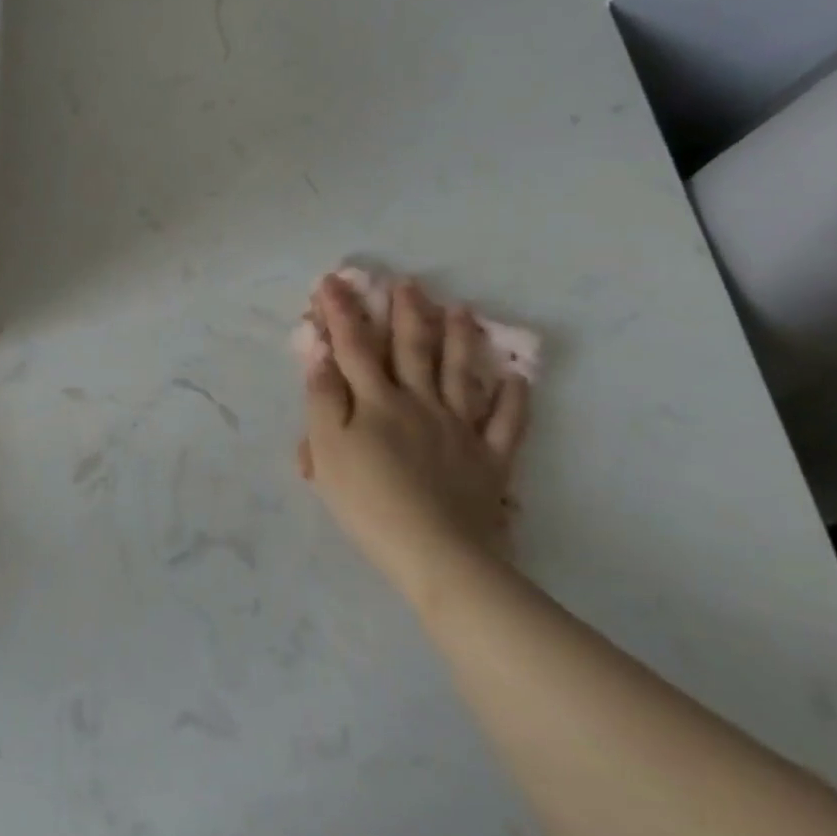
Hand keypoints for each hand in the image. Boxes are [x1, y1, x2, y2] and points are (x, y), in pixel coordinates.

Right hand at [302, 274, 529, 596]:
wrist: (436, 553)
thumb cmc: (368, 501)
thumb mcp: (328, 450)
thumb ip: (323, 398)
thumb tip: (320, 353)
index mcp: (376, 402)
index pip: (354, 346)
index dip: (342, 312)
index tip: (333, 282)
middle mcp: (419, 403)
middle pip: (412, 350)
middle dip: (407, 314)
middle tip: (410, 284)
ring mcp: (459, 429)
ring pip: (460, 374)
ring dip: (460, 339)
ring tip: (462, 310)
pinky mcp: (489, 459)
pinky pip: (505, 423)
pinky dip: (513, 399)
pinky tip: (516, 378)